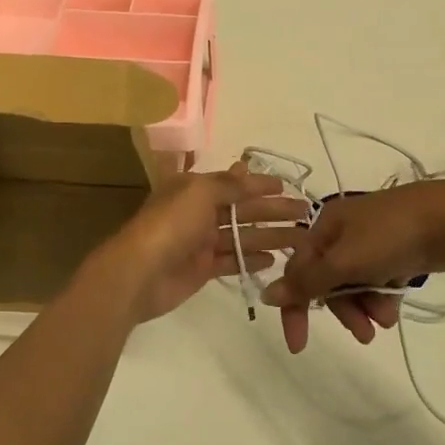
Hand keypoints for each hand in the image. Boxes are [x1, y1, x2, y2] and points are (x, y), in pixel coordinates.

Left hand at [90, 163, 308, 323]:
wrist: (139, 274)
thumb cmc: (170, 225)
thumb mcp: (200, 192)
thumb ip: (228, 185)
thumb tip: (247, 170)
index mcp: (194, 188)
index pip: (233, 183)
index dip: (260, 183)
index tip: (287, 185)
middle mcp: (198, 212)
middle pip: (242, 209)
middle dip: (272, 210)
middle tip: (305, 213)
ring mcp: (200, 242)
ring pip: (241, 235)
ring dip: (269, 235)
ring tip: (299, 238)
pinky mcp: (202, 269)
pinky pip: (232, 260)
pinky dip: (251, 258)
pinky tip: (274, 259)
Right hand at [261, 180, 444, 352]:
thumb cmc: (392, 235)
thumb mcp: (345, 261)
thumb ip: (308, 281)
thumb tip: (266, 294)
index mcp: (325, 225)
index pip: (298, 271)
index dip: (296, 307)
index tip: (298, 345)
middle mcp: (344, 231)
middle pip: (328, 280)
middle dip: (344, 309)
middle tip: (364, 335)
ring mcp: (372, 240)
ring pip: (355, 283)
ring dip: (366, 306)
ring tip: (387, 320)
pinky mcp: (397, 251)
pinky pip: (378, 281)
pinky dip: (383, 296)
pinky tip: (396, 307)